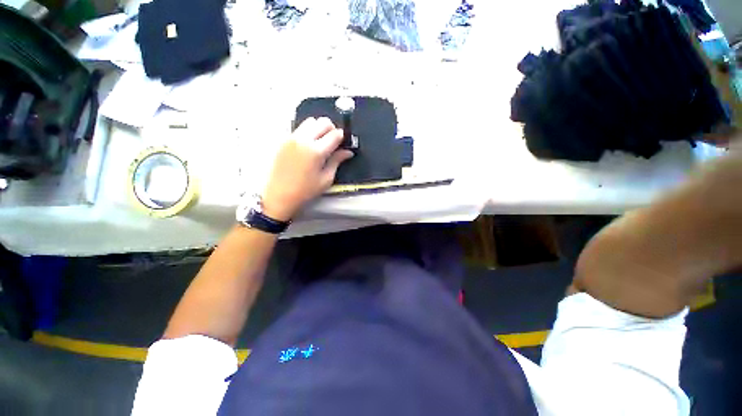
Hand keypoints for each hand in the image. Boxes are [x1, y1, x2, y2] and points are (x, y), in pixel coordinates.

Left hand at [261, 117, 353, 221]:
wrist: (280, 194)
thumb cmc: (306, 190)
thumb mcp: (326, 178)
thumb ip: (337, 161)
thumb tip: (348, 152)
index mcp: (316, 151)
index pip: (335, 134)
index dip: (342, 137)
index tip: (343, 144)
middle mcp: (304, 139)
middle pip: (323, 122)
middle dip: (331, 129)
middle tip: (332, 142)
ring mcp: (292, 137)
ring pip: (310, 121)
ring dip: (319, 128)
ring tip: (320, 142)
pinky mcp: (284, 140)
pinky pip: (300, 128)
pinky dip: (308, 132)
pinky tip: (308, 146)